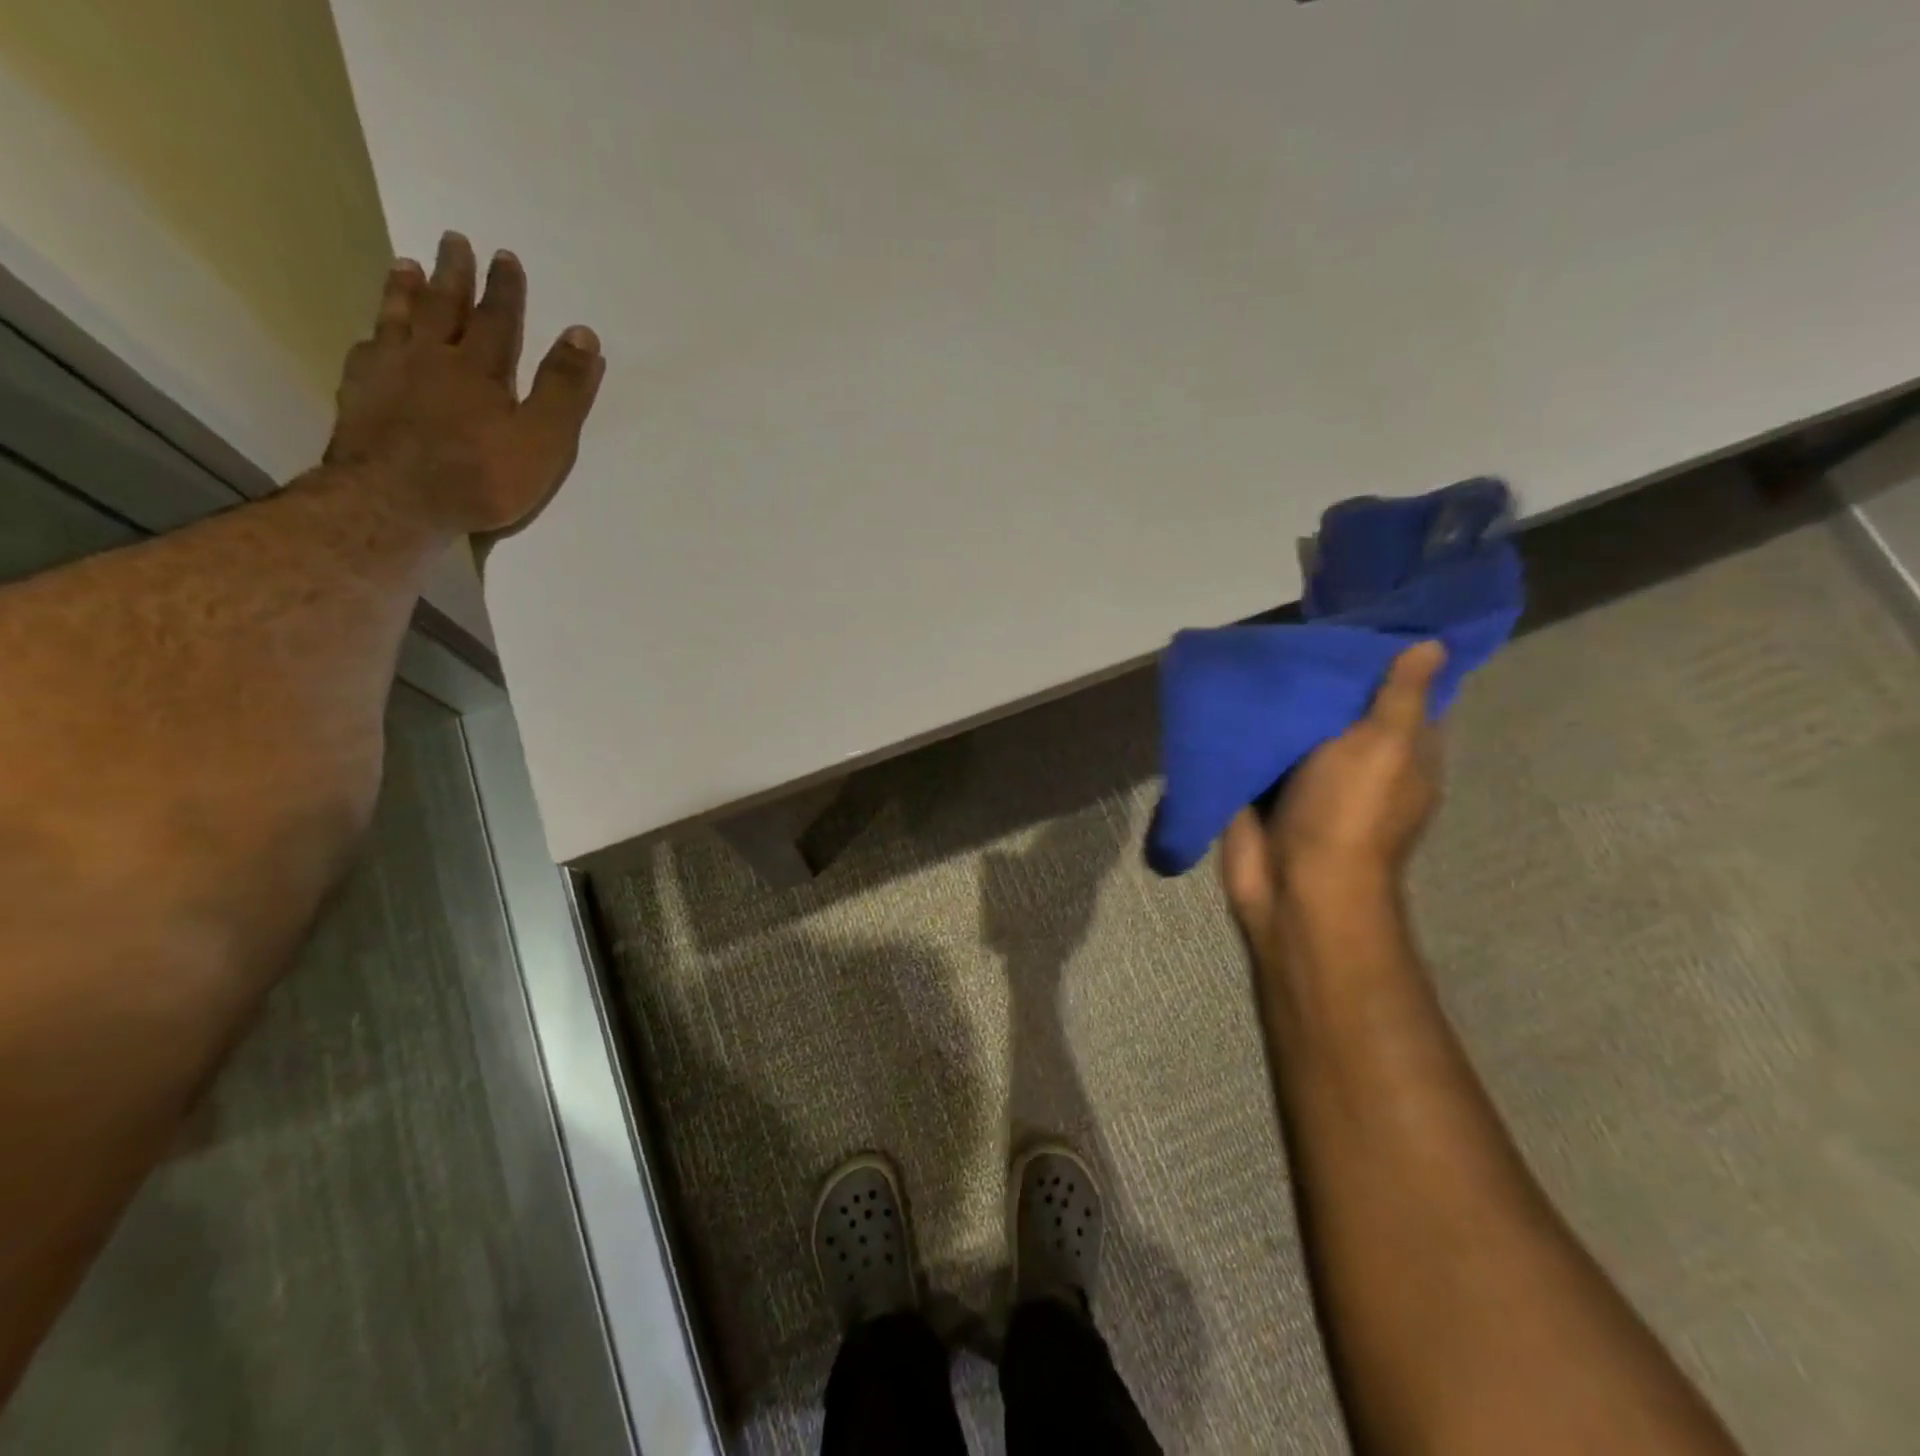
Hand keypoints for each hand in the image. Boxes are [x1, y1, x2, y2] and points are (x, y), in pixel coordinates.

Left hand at [324, 231, 604, 540]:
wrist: (397, 501)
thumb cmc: (482, 476)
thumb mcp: (543, 439)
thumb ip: (563, 389)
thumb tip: (582, 334)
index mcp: (480, 369)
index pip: (497, 320)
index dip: (504, 289)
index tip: (505, 256)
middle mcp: (431, 358)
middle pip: (443, 307)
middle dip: (453, 274)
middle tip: (453, 240)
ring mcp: (389, 374)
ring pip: (398, 320)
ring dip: (404, 291)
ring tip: (405, 265)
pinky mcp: (359, 396)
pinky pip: (366, 352)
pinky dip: (373, 336)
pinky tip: (372, 335)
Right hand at [1221, 640, 1446, 939]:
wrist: (1291, 884)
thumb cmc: (1350, 812)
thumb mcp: (1385, 746)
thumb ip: (1400, 696)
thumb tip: (1431, 643)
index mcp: (1401, 752)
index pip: (1403, 696)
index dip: (1386, 659)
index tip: (1359, 620)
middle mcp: (1356, 760)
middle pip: (1340, 706)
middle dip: (1319, 672)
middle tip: (1293, 624)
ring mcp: (1306, 776)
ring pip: (1294, 725)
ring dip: (1278, 697)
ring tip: (1256, 644)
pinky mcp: (1262, 787)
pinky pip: (1255, 746)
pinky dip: (1244, 723)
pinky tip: (1227, 685)